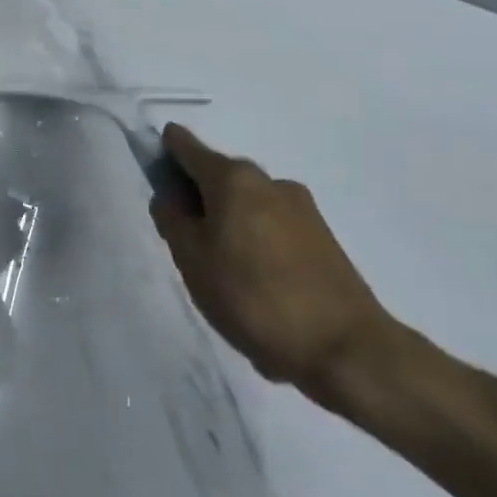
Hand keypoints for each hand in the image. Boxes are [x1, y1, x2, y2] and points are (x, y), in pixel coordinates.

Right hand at [150, 125, 398, 401]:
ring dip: (226, 221)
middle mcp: (271, 182)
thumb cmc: (251, 296)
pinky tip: (250, 280)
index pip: (188, 148)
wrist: (343, 347)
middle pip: (220, 178)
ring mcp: (302, 209)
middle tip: (179, 235)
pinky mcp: (322, 238)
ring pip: (247, 205)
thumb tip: (171, 197)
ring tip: (216, 267)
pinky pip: (271, 227)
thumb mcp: (192, 260)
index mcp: (235, 179)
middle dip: (197, 196)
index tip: (153, 165)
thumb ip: (173, 221)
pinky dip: (252, 241)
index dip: (166, 150)